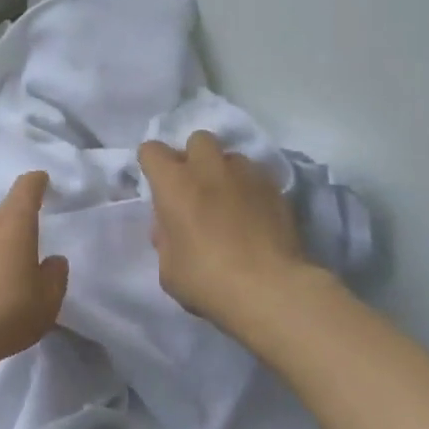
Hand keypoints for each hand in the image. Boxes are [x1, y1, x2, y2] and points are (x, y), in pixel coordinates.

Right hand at [138, 131, 312, 331]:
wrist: (270, 289)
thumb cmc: (207, 280)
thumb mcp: (168, 268)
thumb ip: (165, 238)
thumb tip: (170, 227)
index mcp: (174, 183)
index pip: (151, 150)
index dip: (152, 164)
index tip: (157, 184)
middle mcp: (208, 168)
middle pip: (198, 139)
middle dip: (194, 157)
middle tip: (196, 187)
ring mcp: (246, 174)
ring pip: (231, 156)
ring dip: (225, 172)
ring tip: (229, 199)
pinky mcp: (276, 188)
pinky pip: (257, 177)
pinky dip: (251, 189)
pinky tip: (255, 213)